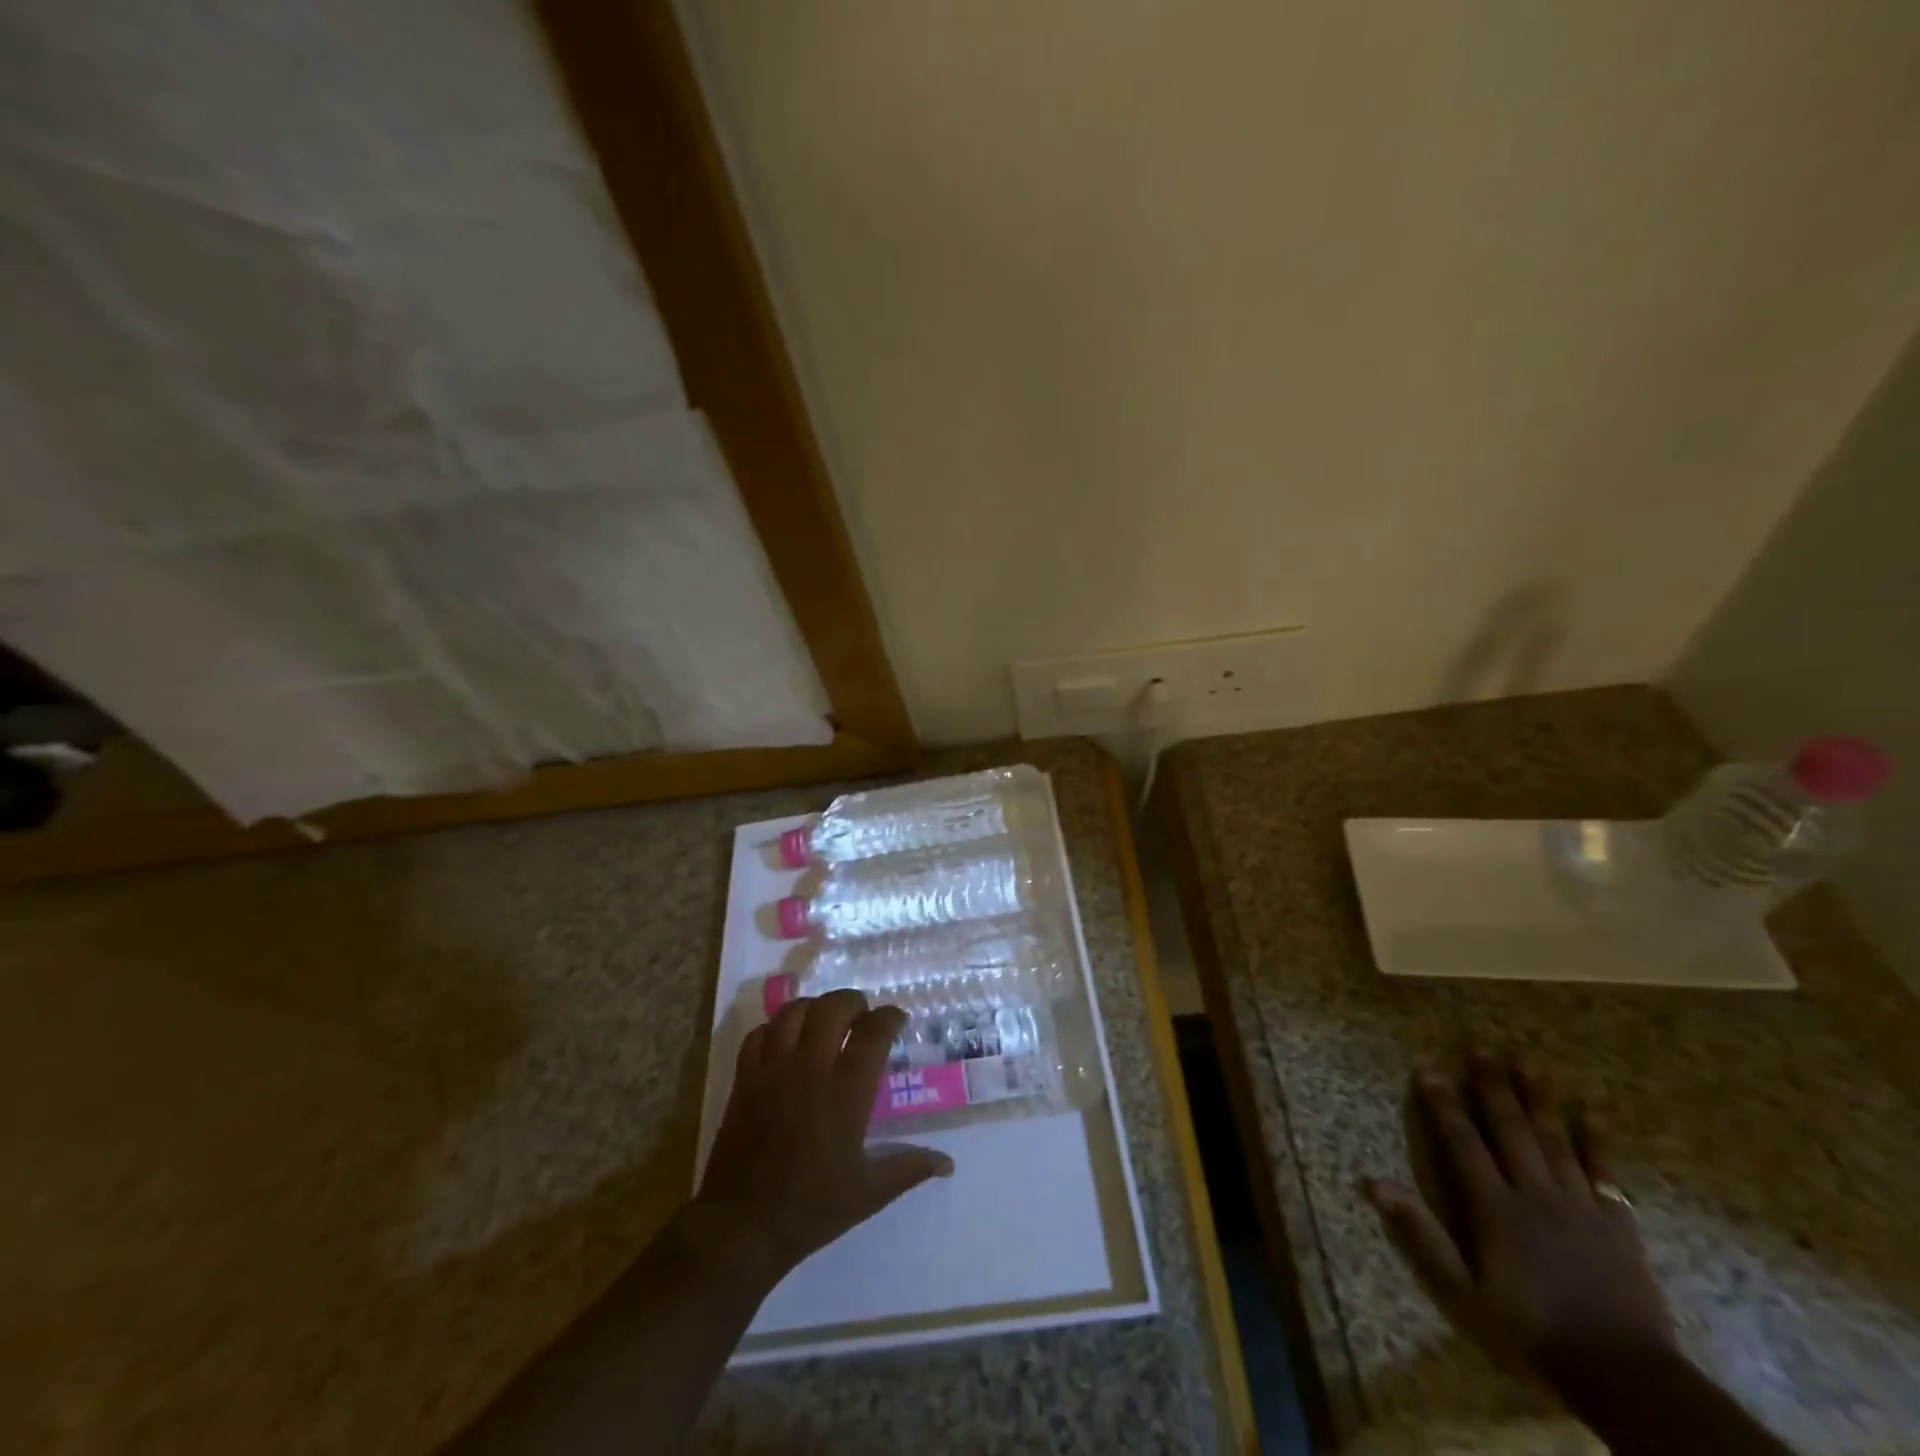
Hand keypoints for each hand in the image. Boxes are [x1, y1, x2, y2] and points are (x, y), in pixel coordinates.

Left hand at [692, 990, 953, 1289]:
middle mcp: (811, 1068)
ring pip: (793, 1012)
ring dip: (814, 1007)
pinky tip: (784, 1042)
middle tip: (861, 1014)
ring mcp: (773, 1069)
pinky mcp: (745, 1079)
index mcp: (847, 1091)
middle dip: (852, 1001)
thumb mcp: (869, 1193)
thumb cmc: (811, 1208)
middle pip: (833, 1007)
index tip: (897, 1020)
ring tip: (823, 1019)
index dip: (889, 1017)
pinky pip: (759, 1034)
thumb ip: (909, 1168)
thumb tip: (948, 1163)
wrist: (742, 1226)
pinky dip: (774, 1028)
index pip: (874, 1031)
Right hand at [1365, 1051, 1674, 1380]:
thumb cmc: (1531, 1330)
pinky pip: (1604, 1173)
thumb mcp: (1463, 1291)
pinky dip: (1596, 1141)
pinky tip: (1589, 1115)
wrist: (1624, 1376)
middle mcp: (1534, 1193)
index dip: (1443, 1104)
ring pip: (1555, 1140)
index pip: (1461, 1143)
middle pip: (1510, 1129)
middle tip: (1481, 1048)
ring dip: (1539, 1100)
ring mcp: (1579, 1205)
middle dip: (1492, 1087)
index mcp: (1494, 1208)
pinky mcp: (1617, 1224)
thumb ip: (1421, 1234)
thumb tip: (1374, 1182)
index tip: (1428, 1068)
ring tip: (1528, 1063)